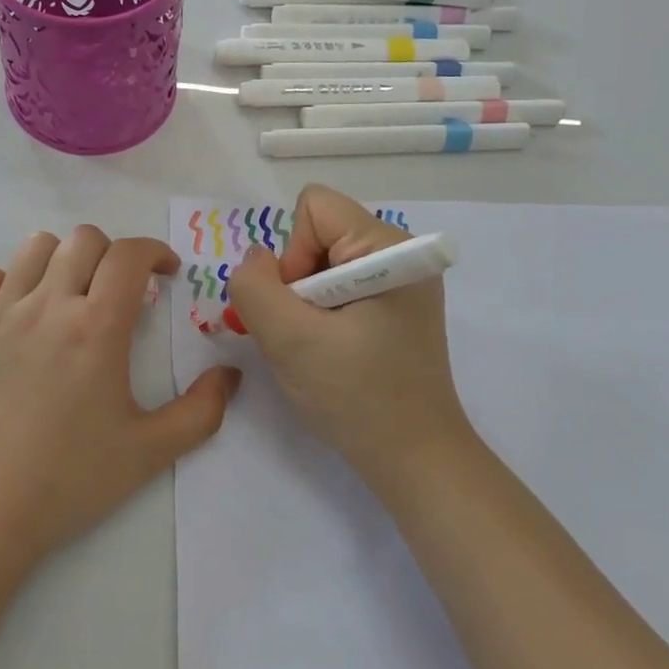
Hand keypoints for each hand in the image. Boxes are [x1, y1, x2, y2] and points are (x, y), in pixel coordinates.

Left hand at [0, 226, 241, 568]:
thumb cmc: (68, 480)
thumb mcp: (150, 452)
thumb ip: (202, 411)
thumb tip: (230, 374)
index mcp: (96, 326)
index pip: (129, 255)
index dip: (155, 251)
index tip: (166, 273)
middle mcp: (47, 306)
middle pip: (83, 240)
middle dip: (113, 253)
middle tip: (121, 291)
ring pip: (34, 248)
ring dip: (62, 258)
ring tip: (70, 293)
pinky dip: (4, 279)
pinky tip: (16, 309)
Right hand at [228, 185, 469, 474]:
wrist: (414, 459)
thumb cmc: (355, 397)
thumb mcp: (289, 340)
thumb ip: (254, 286)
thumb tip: (255, 259)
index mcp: (388, 247)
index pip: (314, 209)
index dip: (292, 255)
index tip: (302, 308)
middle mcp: (401, 252)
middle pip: (317, 235)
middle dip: (297, 282)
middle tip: (307, 335)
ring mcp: (402, 281)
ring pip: (322, 264)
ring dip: (305, 303)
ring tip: (319, 348)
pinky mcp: (396, 306)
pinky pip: (339, 286)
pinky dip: (321, 315)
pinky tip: (332, 352)